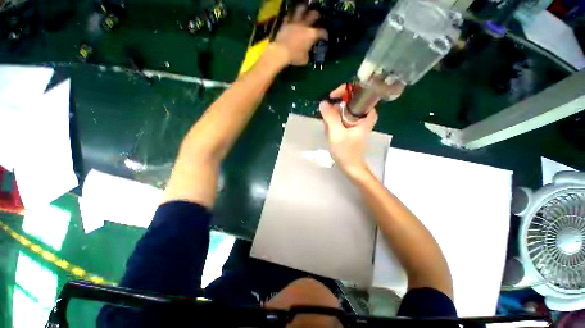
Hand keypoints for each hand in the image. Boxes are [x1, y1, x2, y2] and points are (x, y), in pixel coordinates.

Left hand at [273, 5, 326, 65]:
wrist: (279, 52)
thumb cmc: (294, 57)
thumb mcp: (305, 58)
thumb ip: (308, 52)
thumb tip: (307, 52)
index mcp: (312, 34)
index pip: (323, 32)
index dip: (325, 34)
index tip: (324, 37)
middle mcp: (305, 26)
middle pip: (314, 15)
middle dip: (316, 15)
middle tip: (316, 16)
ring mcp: (294, 23)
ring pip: (300, 10)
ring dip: (303, 9)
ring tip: (304, 9)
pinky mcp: (284, 24)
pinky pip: (288, 17)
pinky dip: (290, 17)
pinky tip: (290, 18)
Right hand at [319, 84, 377, 177]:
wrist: (352, 168)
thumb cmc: (347, 152)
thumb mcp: (337, 134)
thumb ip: (330, 117)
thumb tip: (323, 103)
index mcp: (366, 116)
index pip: (361, 94)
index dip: (347, 90)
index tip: (334, 96)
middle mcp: (364, 116)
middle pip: (351, 100)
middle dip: (337, 104)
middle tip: (328, 112)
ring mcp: (359, 122)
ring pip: (346, 108)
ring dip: (335, 113)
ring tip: (329, 126)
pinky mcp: (353, 126)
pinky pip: (343, 116)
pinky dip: (336, 119)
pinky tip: (330, 129)